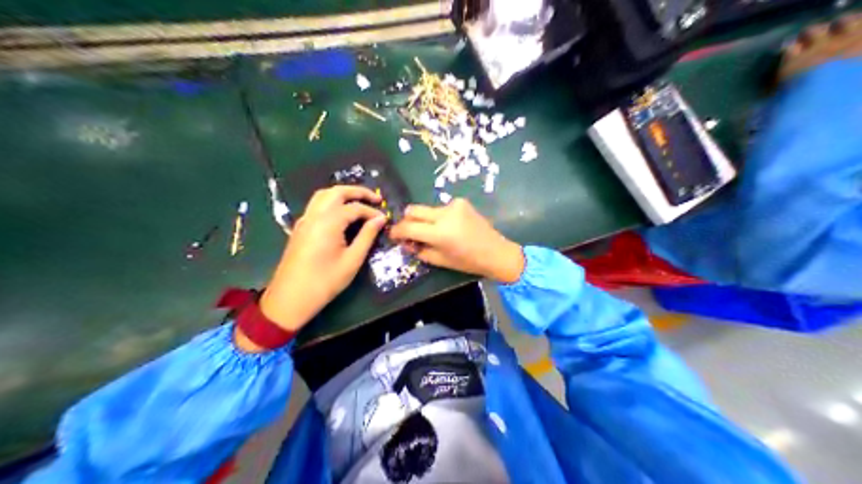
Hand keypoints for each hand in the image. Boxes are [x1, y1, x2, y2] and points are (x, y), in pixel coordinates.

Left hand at [256, 187, 385, 333]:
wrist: (290, 298)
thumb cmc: (325, 282)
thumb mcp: (352, 261)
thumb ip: (367, 236)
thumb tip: (380, 219)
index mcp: (328, 222)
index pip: (354, 207)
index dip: (372, 211)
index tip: (385, 219)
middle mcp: (314, 215)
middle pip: (336, 192)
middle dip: (357, 191)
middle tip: (375, 198)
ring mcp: (304, 220)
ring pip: (323, 195)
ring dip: (342, 194)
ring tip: (359, 202)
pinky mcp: (300, 228)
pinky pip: (316, 205)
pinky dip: (331, 202)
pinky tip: (341, 213)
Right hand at [392, 199, 524, 284]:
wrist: (496, 252)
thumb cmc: (468, 261)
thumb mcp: (440, 260)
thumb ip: (420, 250)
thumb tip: (406, 242)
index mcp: (440, 232)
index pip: (408, 227)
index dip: (397, 231)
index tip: (393, 235)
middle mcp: (444, 214)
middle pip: (413, 210)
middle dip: (407, 220)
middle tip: (408, 232)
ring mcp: (453, 205)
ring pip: (428, 209)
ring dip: (425, 219)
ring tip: (432, 232)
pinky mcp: (461, 202)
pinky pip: (441, 208)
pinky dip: (439, 217)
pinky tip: (449, 227)